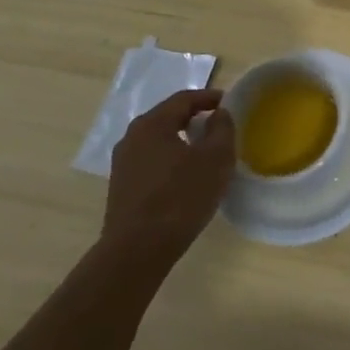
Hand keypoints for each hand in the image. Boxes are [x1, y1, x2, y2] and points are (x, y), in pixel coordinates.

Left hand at [99, 89, 234, 273]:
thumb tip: (218, 114)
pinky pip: (150, 162)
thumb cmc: (180, 197)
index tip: (228, 103)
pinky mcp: (121, 188)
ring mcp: (122, 164)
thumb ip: (222, 129)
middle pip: (168, 118)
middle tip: (218, 127)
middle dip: (194, 119)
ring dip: (181, 142)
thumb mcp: (215, 159)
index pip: (184, 99)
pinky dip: (169, 161)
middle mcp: (132, 137)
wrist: (136, 252)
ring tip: (203, 154)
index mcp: (152, 124)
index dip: (209, 97)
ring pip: (158, 142)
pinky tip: (183, 179)